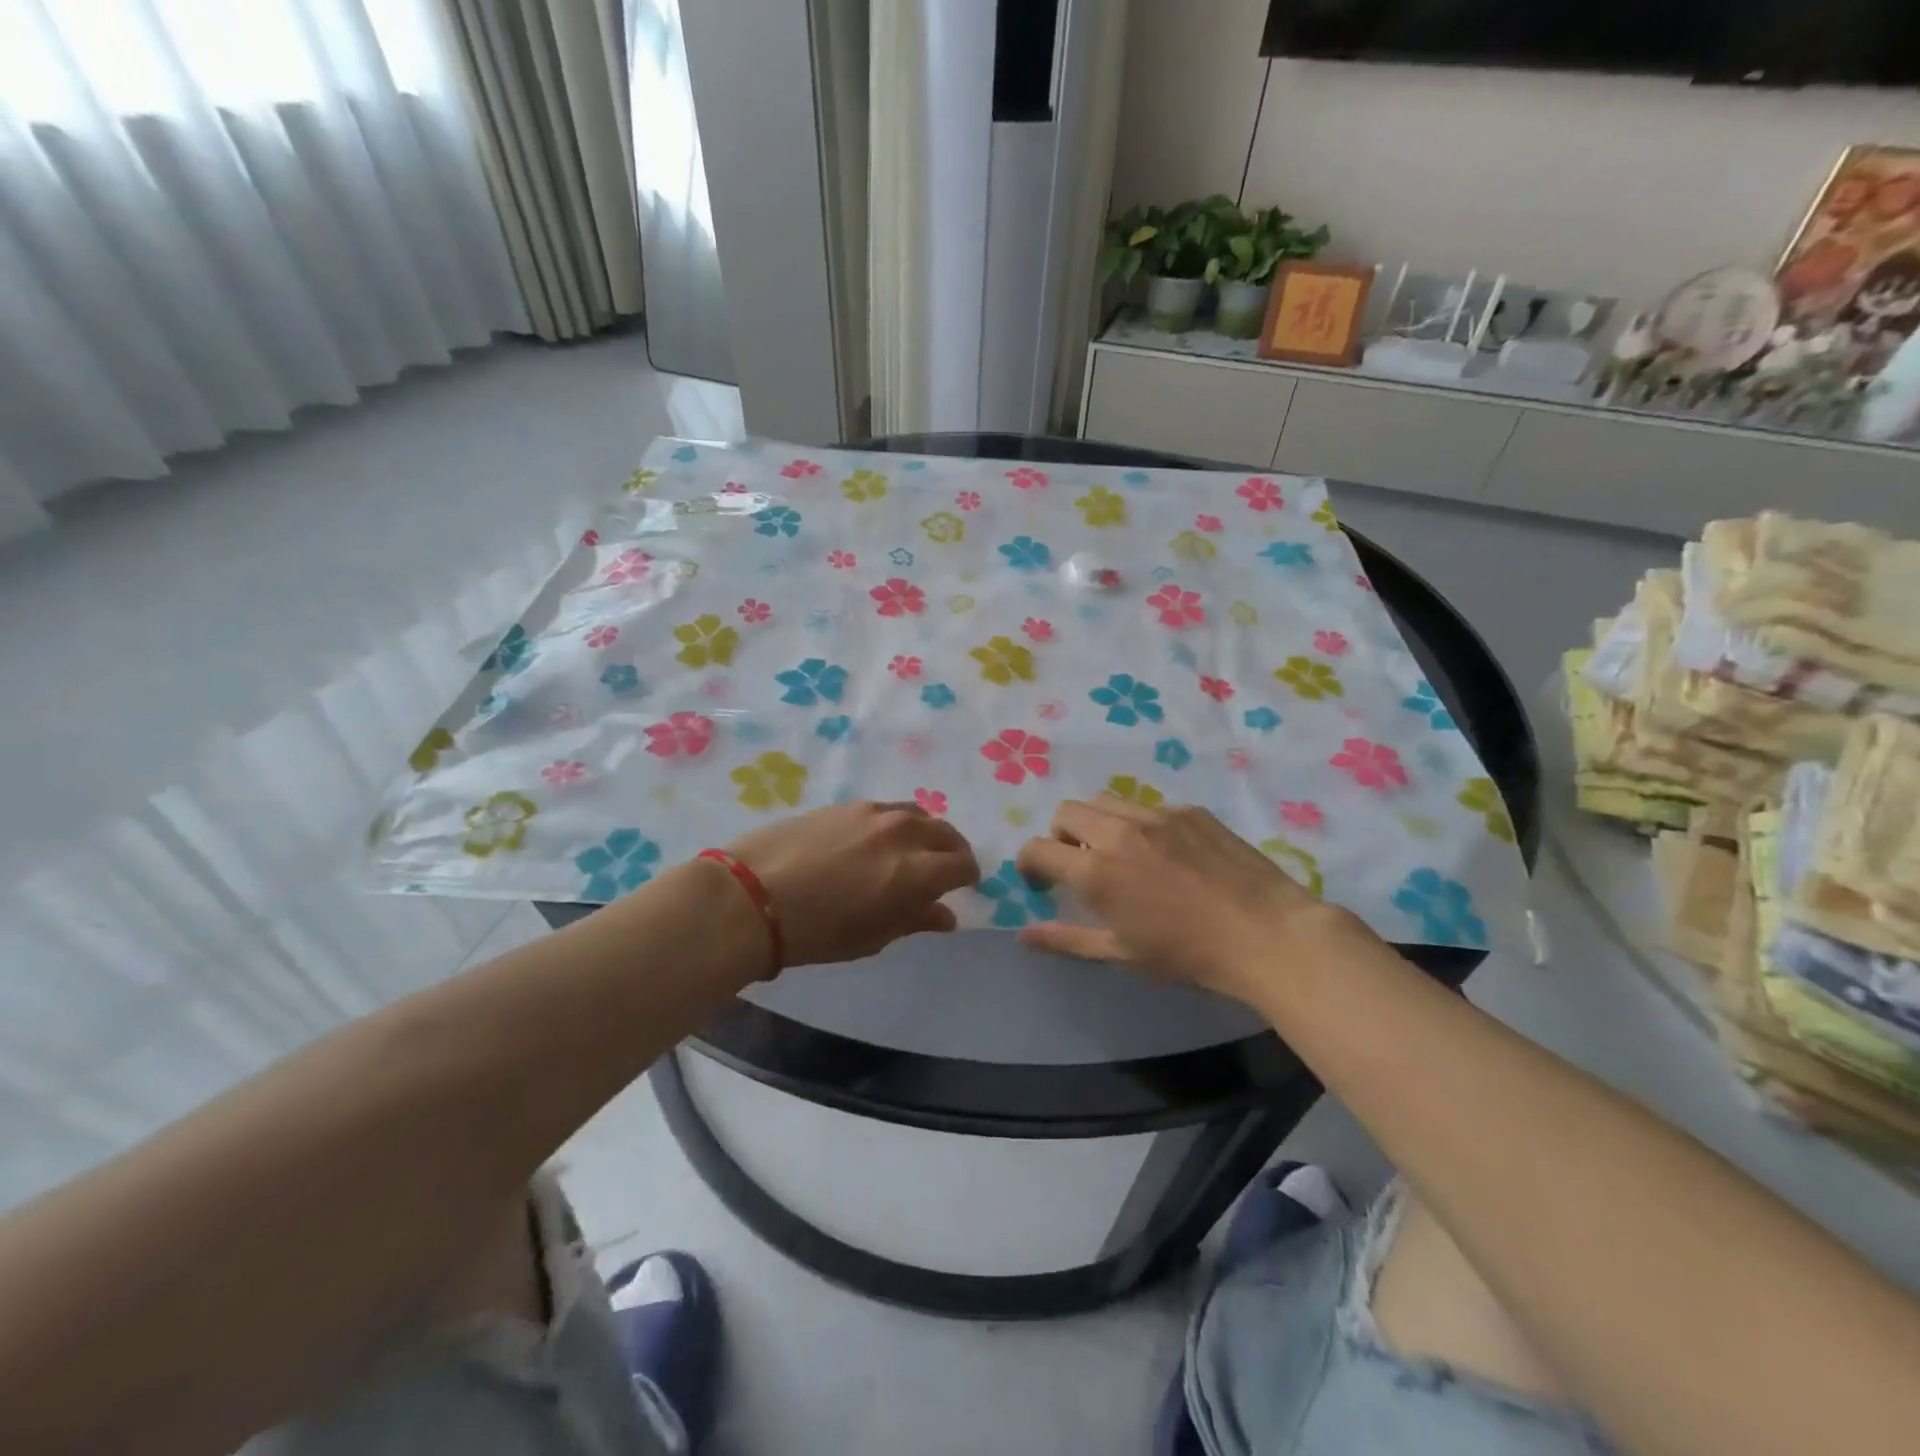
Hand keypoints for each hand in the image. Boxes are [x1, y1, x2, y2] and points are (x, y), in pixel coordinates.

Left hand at [725, 802, 980, 966]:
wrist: (751, 896)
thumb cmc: (815, 931)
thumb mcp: (872, 936)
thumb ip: (914, 919)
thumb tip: (945, 915)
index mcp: (915, 871)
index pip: (961, 864)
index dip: (968, 875)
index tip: (964, 886)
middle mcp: (902, 833)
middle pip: (946, 833)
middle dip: (953, 851)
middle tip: (946, 869)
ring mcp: (873, 812)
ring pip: (918, 814)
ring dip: (927, 832)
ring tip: (915, 850)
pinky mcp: (846, 804)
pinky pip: (888, 808)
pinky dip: (898, 822)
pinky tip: (880, 839)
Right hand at [1014, 796, 1360, 1001]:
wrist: (1266, 934)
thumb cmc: (1188, 954)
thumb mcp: (1121, 954)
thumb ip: (1067, 939)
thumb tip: (1023, 934)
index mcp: (1096, 870)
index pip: (1038, 848)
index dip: (1029, 863)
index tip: (1039, 880)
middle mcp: (1119, 832)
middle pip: (1067, 812)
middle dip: (1060, 835)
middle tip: (1078, 863)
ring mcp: (1157, 816)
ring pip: (1106, 801)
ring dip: (1097, 822)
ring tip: (1119, 852)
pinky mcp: (1190, 811)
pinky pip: (1148, 807)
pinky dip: (1140, 825)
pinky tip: (1166, 854)